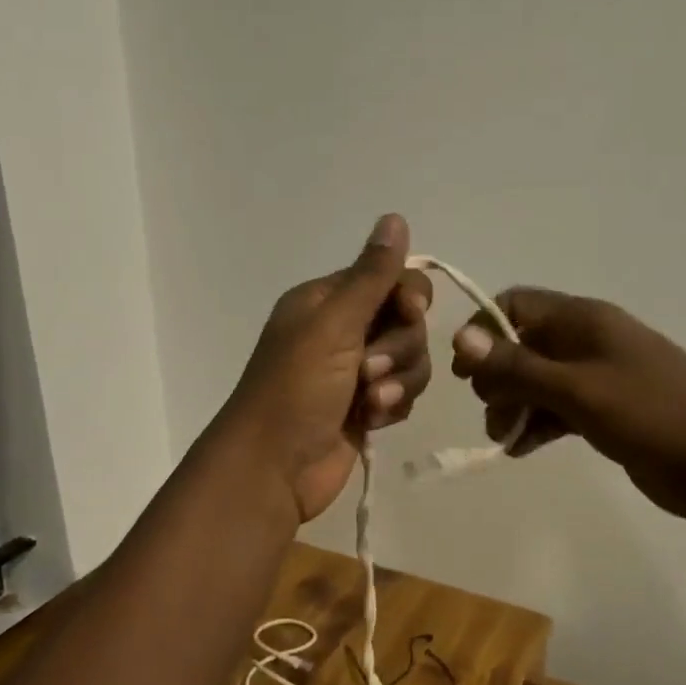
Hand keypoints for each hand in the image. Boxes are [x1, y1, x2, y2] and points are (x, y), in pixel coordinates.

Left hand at [218, 214, 433, 522]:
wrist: (274, 468)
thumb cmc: (296, 388)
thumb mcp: (334, 324)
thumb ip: (371, 275)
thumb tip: (394, 217)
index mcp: (327, 301)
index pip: (389, 279)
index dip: (409, 296)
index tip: (411, 313)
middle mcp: (342, 331)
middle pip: (407, 322)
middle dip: (399, 348)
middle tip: (369, 370)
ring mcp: (355, 372)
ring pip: (411, 360)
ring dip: (397, 381)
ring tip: (371, 402)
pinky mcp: (366, 408)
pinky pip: (403, 393)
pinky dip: (392, 405)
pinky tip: (371, 421)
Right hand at [449, 289, 685, 518]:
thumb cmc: (650, 413)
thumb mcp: (578, 389)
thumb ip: (518, 367)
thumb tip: (461, 339)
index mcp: (582, 320)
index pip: (515, 304)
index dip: (483, 331)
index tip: (465, 371)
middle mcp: (586, 341)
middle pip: (521, 345)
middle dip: (497, 377)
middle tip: (494, 410)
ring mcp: (596, 377)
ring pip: (536, 381)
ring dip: (514, 405)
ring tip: (506, 437)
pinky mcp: (604, 410)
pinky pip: (556, 408)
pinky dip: (536, 424)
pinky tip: (521, 448)